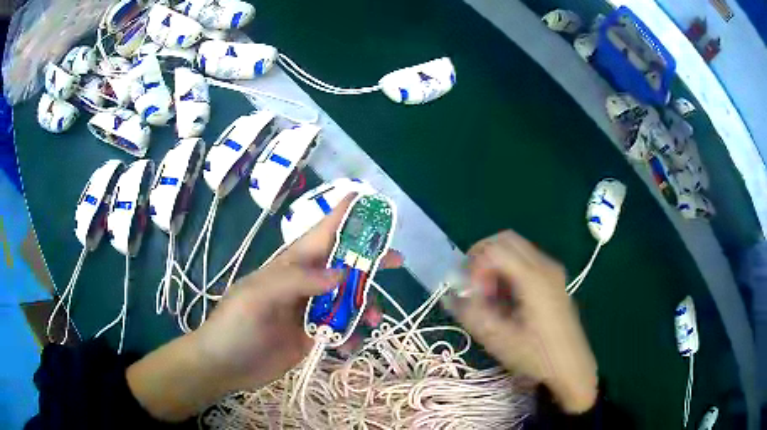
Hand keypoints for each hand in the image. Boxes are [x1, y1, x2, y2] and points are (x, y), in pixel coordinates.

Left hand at [195, 193, 401, 390]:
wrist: (224, 364)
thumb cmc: (235, 325)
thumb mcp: (259, 297)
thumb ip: (298, 282)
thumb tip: (342, 273)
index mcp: (290, 266)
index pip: (322, 233)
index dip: (344, 215)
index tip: (369, 201)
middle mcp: (304, 284)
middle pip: (343, 264)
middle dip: (370, 260)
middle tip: (397, 260)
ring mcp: (309, 310)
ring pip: (347, 299)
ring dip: (365, 305)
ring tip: (375, 321)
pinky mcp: (312, 335)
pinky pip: (340, 328)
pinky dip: (351, 334)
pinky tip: (350, 347)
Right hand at [447, 231, 597, 413]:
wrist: (571, 366)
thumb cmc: (537, 356)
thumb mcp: (499, 340)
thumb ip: (471, 314)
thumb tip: (450, 295)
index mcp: (533, 277)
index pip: (494, 248)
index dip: (474, 266)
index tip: (471, 293)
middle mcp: (544, 265)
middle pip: (506, 240)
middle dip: (483, 258)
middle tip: (474, 288)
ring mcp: (552, 270)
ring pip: (515, 249)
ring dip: (495, 265)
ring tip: (490, 296)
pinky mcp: (554, 279)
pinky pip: (525, 260)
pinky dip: (508, 270)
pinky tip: (506, 298)